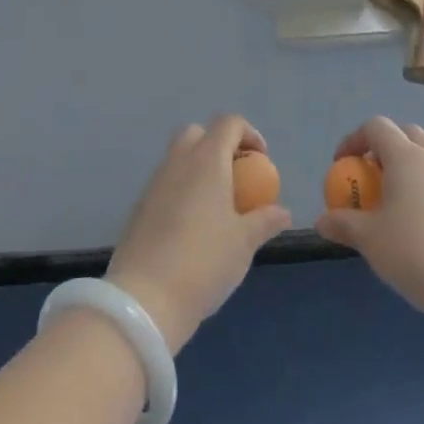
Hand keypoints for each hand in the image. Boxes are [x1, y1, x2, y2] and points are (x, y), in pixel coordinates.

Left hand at [105, 114, 292, 354]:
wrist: (145, 300)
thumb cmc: (204, 262)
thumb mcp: (244, 243)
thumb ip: (265, 220)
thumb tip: (283, 211)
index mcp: (206, 160)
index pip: (228, 123)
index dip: (249, 134)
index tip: (261, 162)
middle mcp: (178, 162)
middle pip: (197, 133)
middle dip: (219, 145)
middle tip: (237, 176)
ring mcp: (154, 184)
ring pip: (178, 158)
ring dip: (199, 169)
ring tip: (218, 205)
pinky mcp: (140, 207)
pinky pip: (166, 183)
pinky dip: (183, 190)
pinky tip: (194, 226)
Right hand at [315, 117, 423, 322]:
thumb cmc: (415, 252)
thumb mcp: (370, 239)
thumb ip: (343, 224)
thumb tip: (322, 221)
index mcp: (406, 157)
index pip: (377, 127)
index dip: (353, 140)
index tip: (341, 166)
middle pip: (405, 135)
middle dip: (382, 149)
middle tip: (368, 178)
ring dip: (403, 170)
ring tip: (389, 205)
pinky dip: (421, 190)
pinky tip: (414, 225)